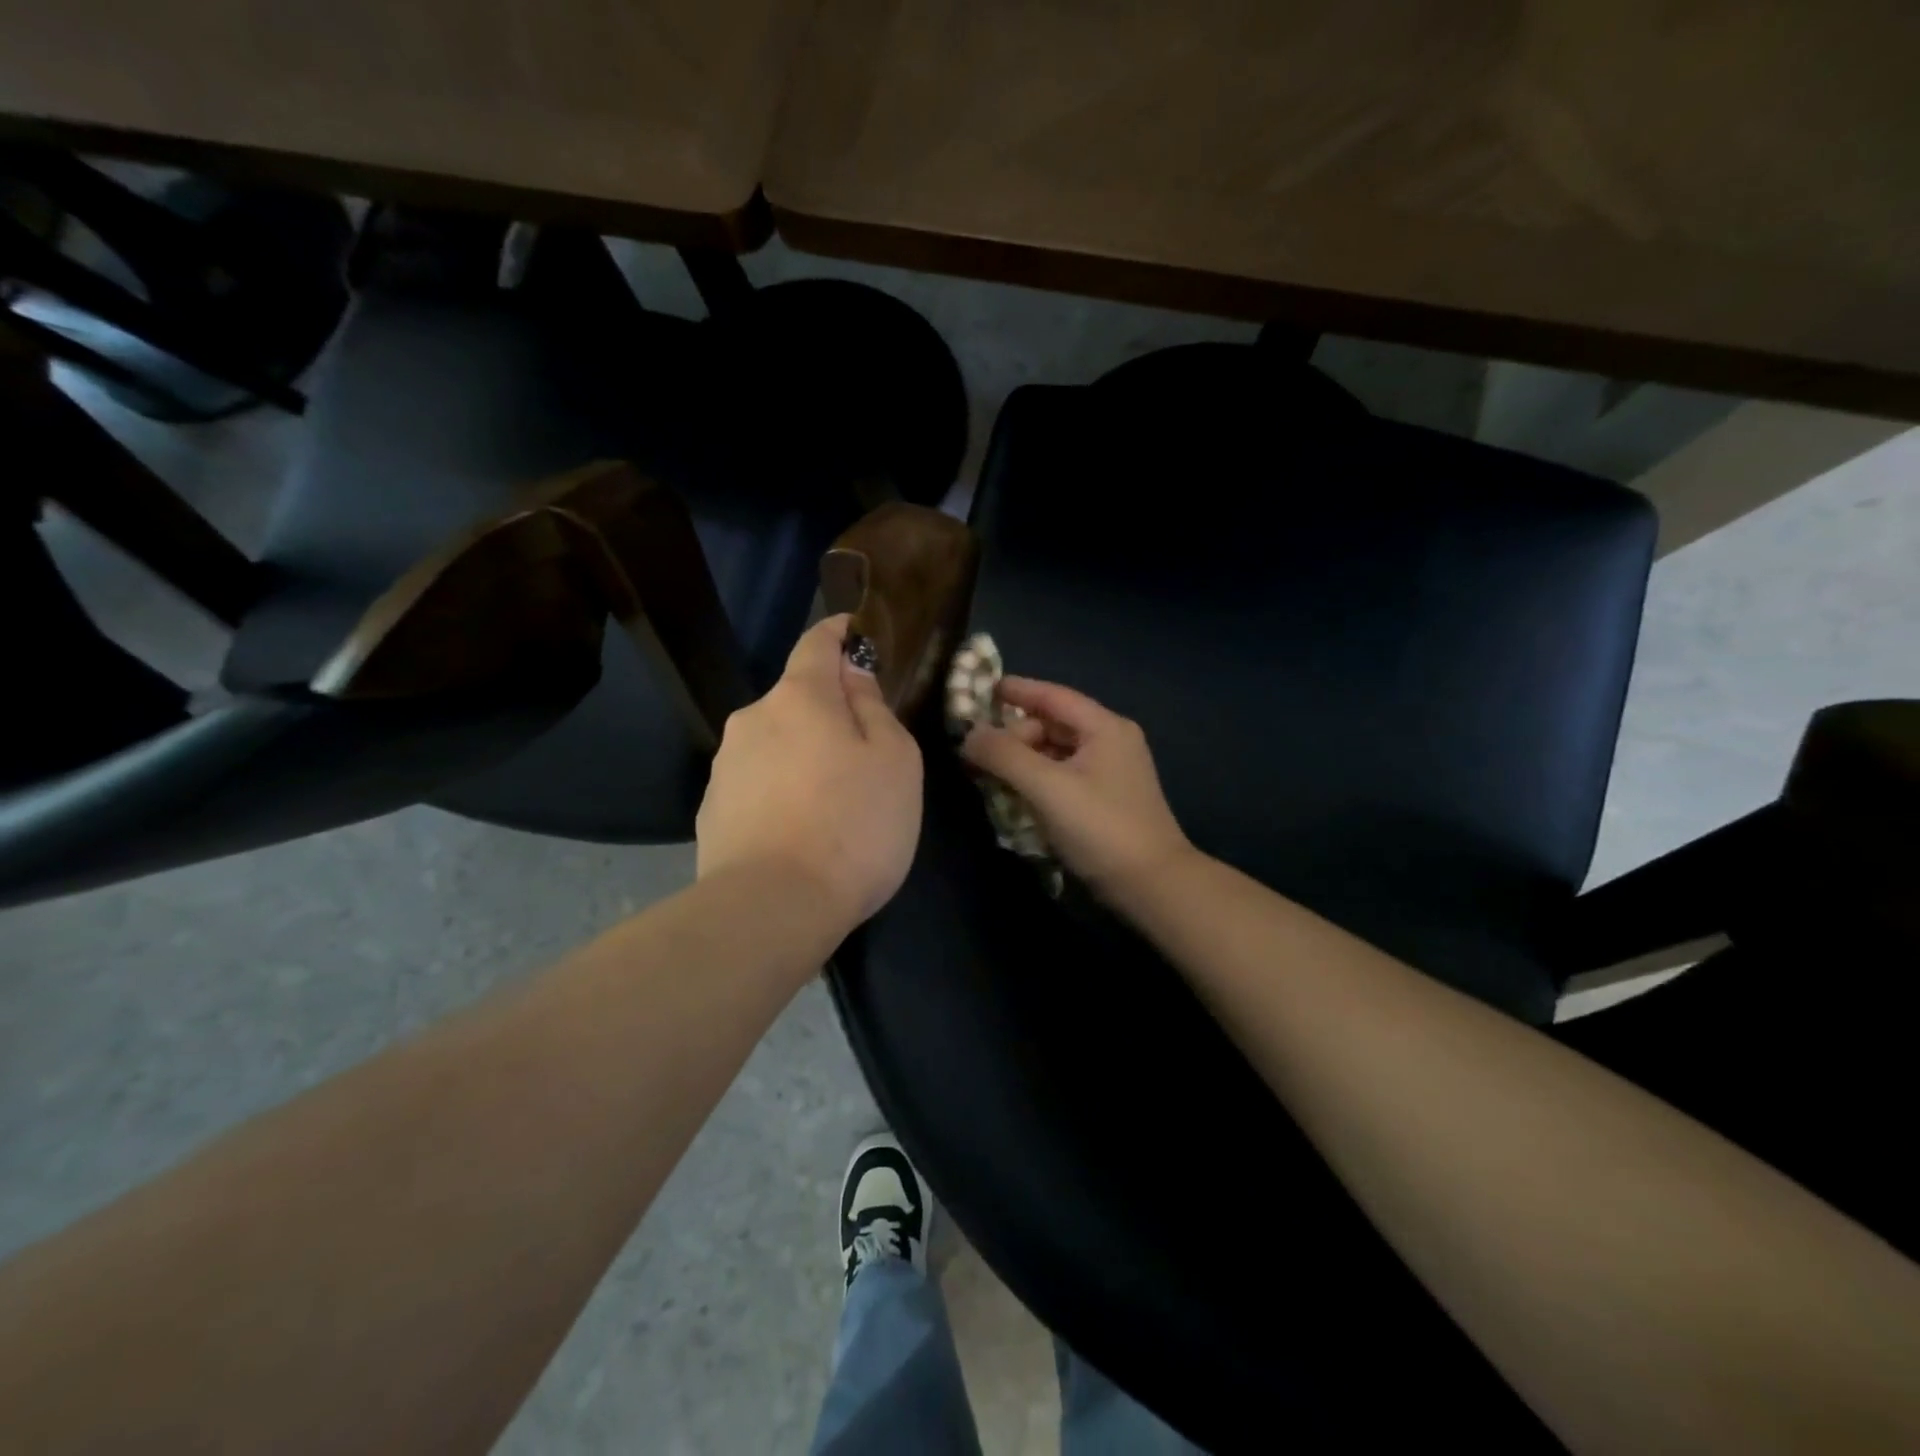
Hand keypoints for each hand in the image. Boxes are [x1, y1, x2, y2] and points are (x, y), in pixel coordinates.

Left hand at [696, 615, 922, 931]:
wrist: (772, 907)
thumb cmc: (852, 824)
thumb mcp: (895, 761)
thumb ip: (874, 709)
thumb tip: (853, 678)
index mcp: (800, 697)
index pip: (817, 643)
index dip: (838, 632)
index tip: (855, 632)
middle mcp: (753, 719)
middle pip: (797, 699)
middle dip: (828, 711)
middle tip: (864, 752)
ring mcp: (725, 766)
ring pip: (775, 744)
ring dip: (803, 755)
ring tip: (832, 803)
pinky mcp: (711, 810)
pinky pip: (756, 784)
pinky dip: (780, 792)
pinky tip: (799, 831)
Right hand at [959, 677, 1194, 902]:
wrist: (1152, 886)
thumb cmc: (1101, 828)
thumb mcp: (1047, 788)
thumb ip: (1005, 756)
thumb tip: (969, 734)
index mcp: (1104, 728)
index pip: (1053, 695)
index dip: (1017, 690)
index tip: (983, 689)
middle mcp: (1111, 741)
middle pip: (1053, 724)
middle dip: (1015, 734)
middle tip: (979, 752)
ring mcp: (1111, 772)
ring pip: (1056, 752)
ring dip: (1023, 758)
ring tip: (989, 772)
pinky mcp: (1106, 799)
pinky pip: (1063, 775)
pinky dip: (1037, 778)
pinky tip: (1015, 793)